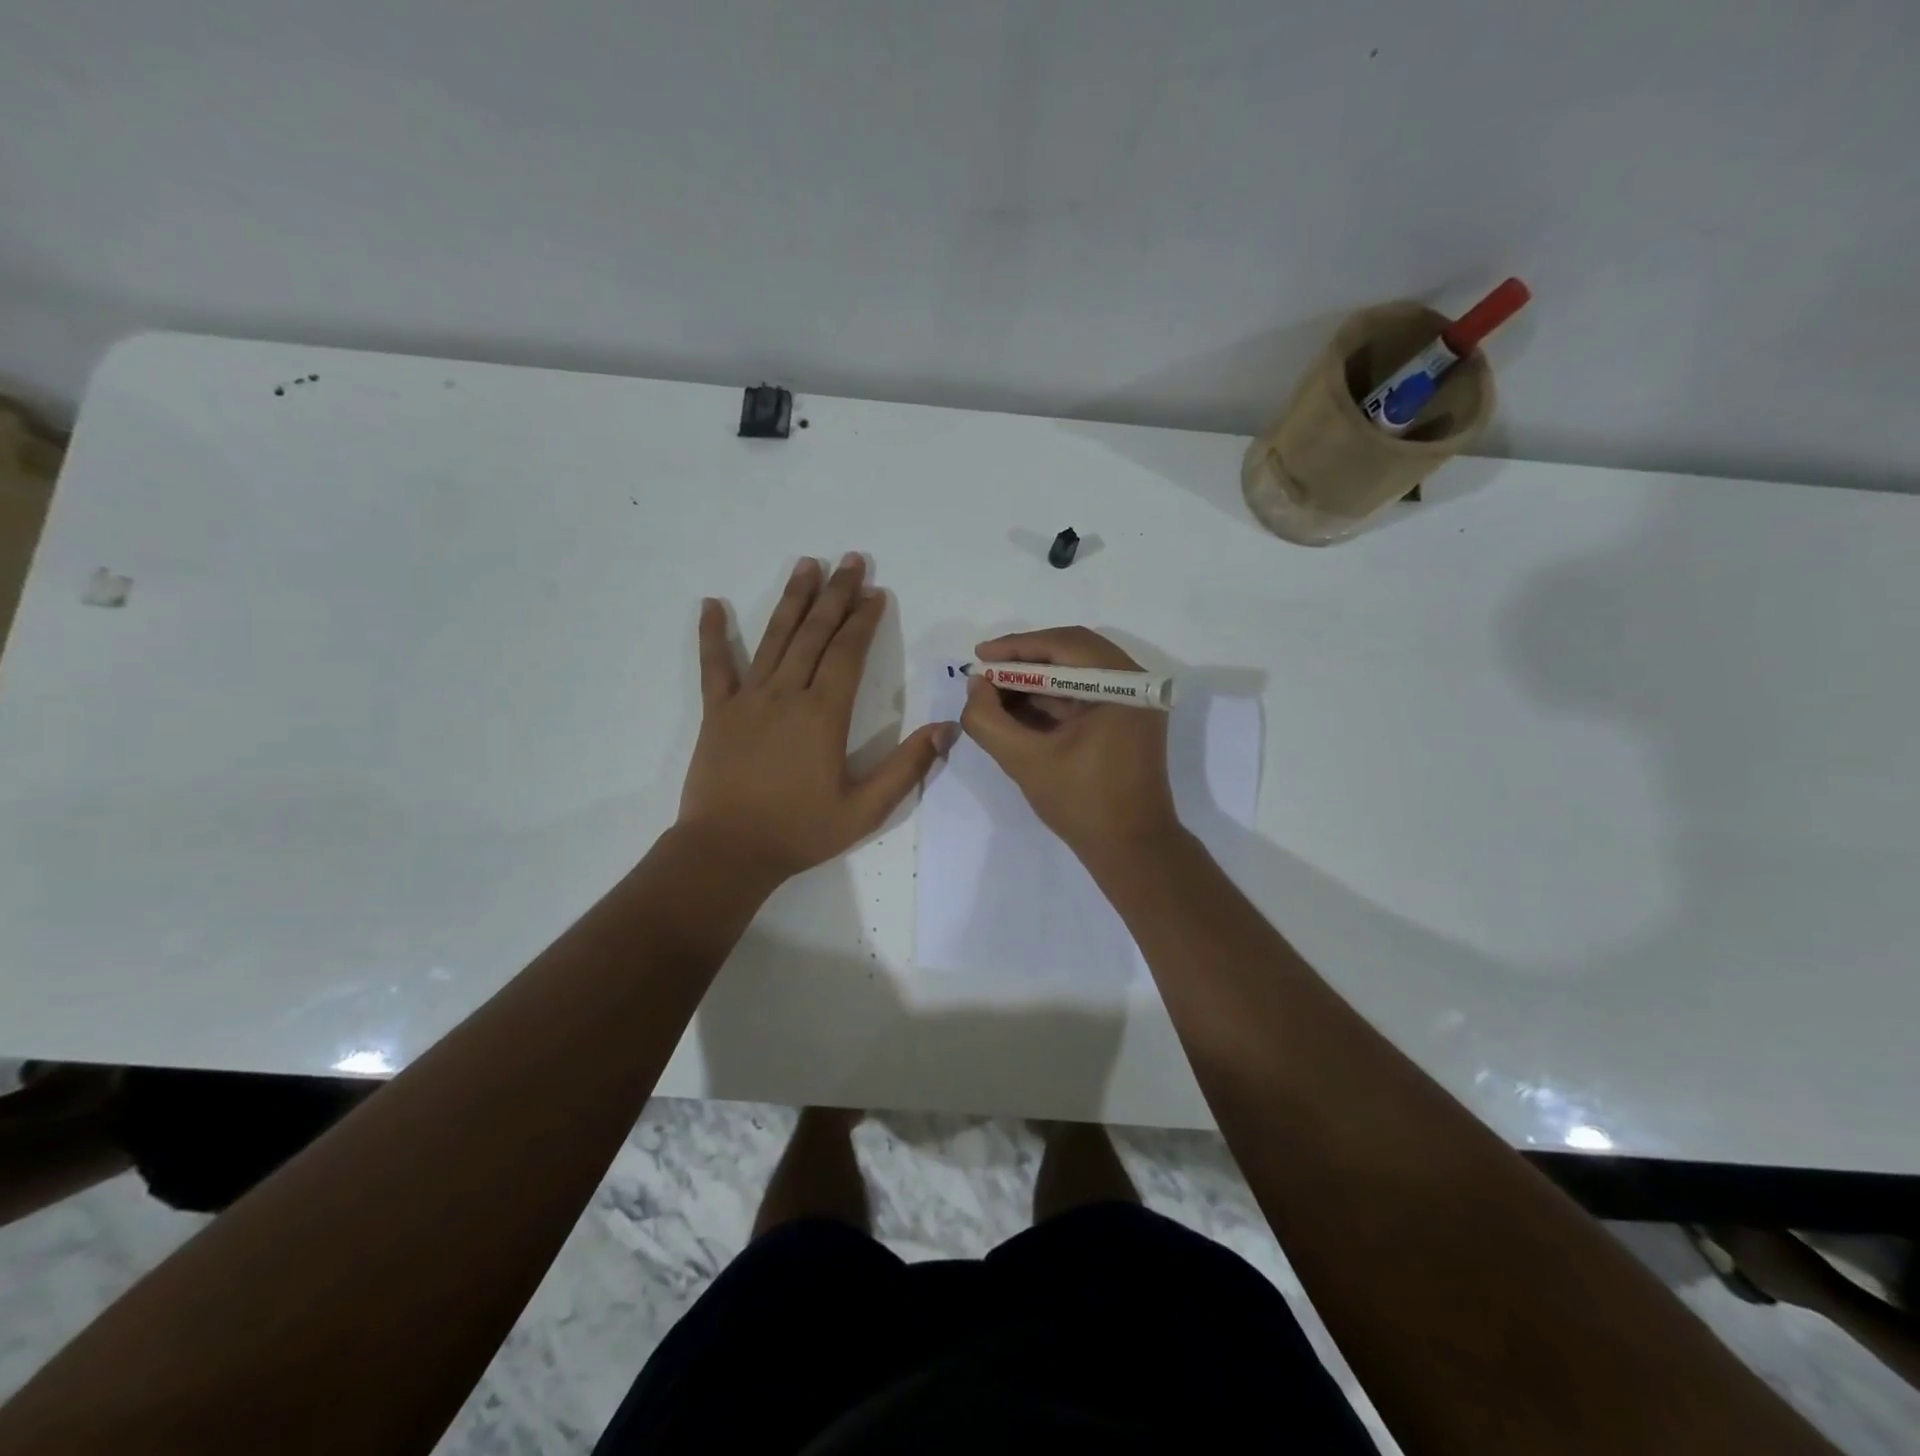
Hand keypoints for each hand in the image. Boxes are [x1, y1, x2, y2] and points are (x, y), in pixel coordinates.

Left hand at [679, 555, 954, 881]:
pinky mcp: (717, 712)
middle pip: (815, 633)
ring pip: (774, 638)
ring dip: (792, 600)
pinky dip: (713, 634)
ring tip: (806, 564)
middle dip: (836, 594)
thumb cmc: (800, 830)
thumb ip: (907, 767)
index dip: (864, 620)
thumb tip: (947, 728)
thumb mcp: (866, 809)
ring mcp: (747, 699)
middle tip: (850, 560)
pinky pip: (714, 666)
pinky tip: (711, 604)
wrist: (728, 851)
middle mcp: (787, 694)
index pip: (848, 653)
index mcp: (824, 714)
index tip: (876, 593)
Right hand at [959, 626, 1178, 860]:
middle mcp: (1134, 684)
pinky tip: (1016, 709)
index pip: (1065, 646)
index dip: (1016, 647)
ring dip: (1034, 680)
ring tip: (992, 692)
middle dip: (1024, 662)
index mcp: (1123, 686)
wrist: (1131, 850)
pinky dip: (1050, 699)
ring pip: (1076, 674)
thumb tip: (975, 685)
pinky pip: (1083, 696)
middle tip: (984, 672)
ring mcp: (1133, 703)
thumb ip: (989, 721)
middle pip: (1072, 653)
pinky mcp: (1125, 722)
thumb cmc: (1082, 804)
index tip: (979, 656)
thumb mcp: (1025, 761)